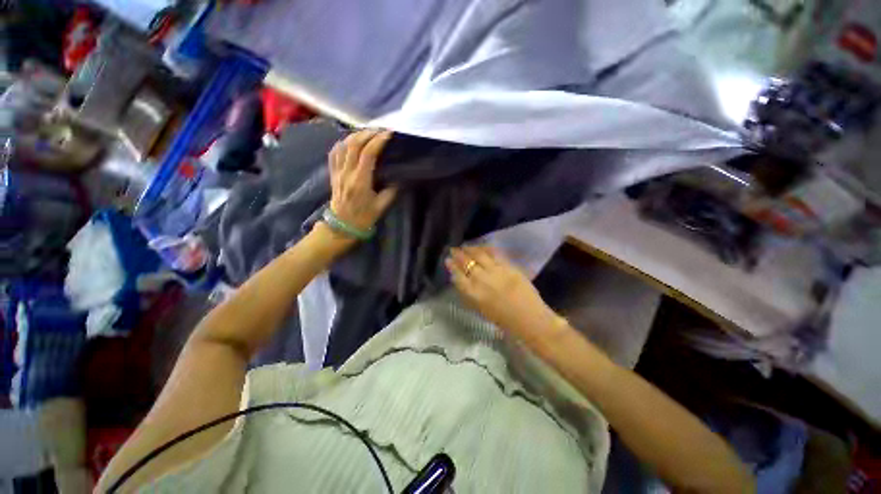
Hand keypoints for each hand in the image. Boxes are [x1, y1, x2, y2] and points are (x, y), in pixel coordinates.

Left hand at [328, 129, 397, 231]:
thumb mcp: (382, 206)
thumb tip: (398, 178)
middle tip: (380, 130)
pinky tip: (350, 140)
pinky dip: (342, 143)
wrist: (342, 225)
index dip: (378, 141)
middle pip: (354, 144)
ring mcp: (337, 172)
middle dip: (368, 133)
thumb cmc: (364, 217)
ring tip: (368, 132)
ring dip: (355, 135)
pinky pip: (334, 153)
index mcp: (360, 181)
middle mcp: (347, 172)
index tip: (389, 133)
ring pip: (343, 145)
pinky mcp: (333, 173)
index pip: (368, 154)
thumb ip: (391, 190)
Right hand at [446, 245, 560, 338]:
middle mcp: (481, 279)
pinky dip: (485, 249)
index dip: (451, 266)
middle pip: (466, 262)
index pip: (457, 275)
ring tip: (465, 246)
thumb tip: (460, 280)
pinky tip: (481, 247)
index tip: (448, 260)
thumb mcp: (480, 309)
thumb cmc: (503, 319)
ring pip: (479, 255)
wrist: (529, 318)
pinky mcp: (508, 266)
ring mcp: (495, 271)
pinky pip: (494, 253)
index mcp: (473, 293)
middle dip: (458, 255)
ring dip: (470, 249)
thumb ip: (468, 294)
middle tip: (454, 250)